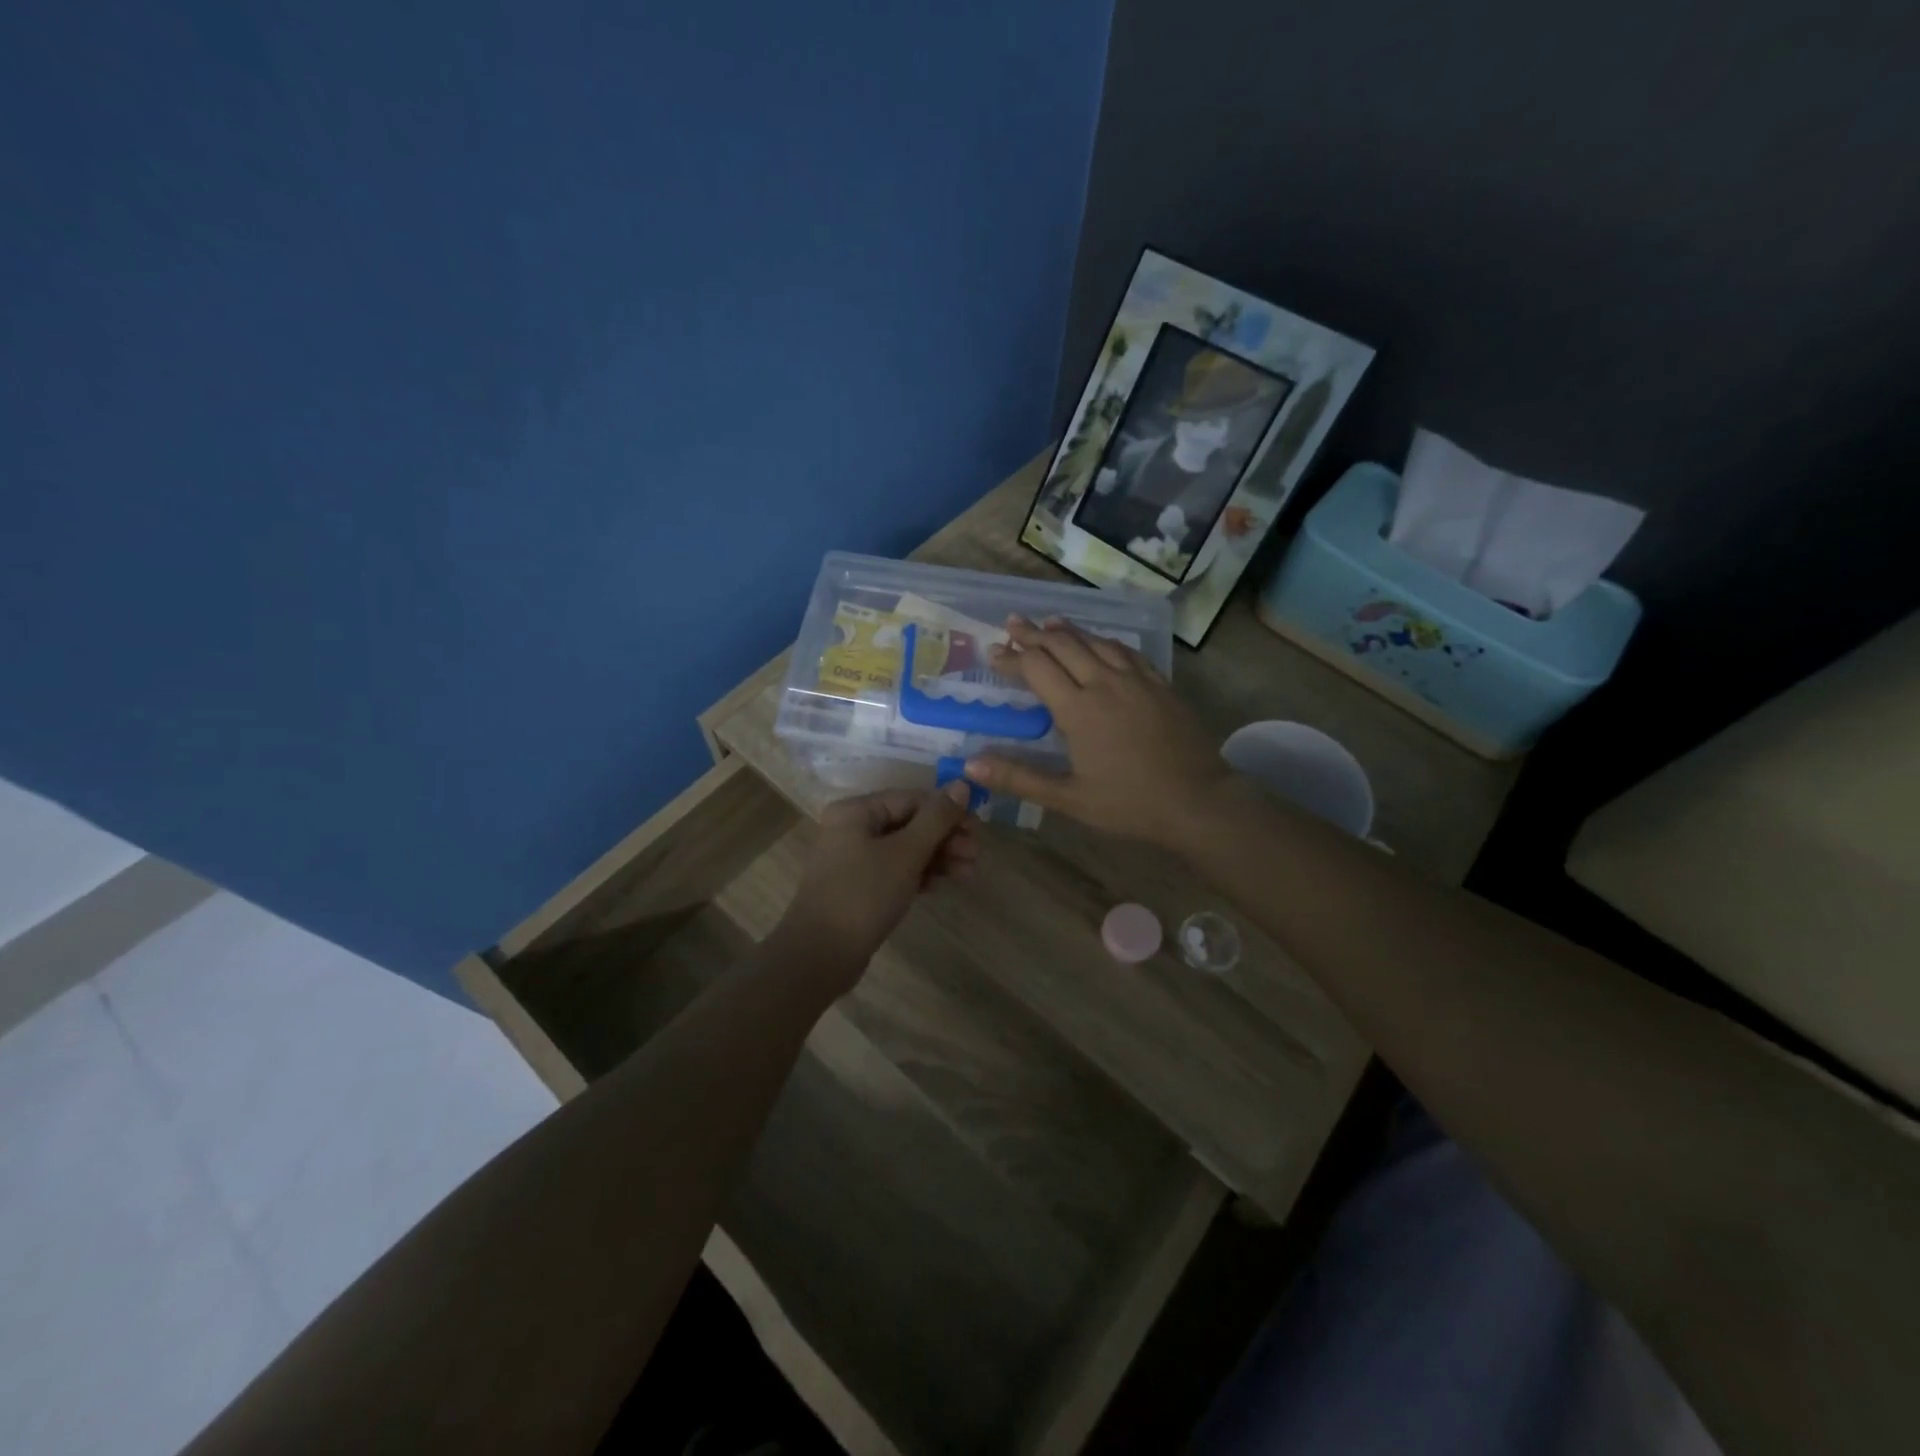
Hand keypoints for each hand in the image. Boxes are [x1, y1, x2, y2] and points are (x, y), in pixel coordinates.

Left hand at [775, 783, 977, 981]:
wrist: (820, 955)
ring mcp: (853, 859)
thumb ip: (937, 818)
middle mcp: (851, 828)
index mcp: (856, 811)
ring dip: (937, 857)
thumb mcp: (906, 852)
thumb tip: (962, 784)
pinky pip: (895, 870)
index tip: (977, 829)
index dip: (947, 811)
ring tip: (968, 873)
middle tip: (976, 854)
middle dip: (945, 837)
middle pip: (909, 823)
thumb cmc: (864, 894)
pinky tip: (940, 885)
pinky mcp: (859, 887)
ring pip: (904, 849)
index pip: (911, 799)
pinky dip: (919, 874)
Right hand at [964, 616, 1236, 850]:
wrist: (1198, 800)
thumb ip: (1019, 778)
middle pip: (1062, 644)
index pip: (1036, 668)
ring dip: (1067, 630)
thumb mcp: (1068, 798)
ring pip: (1094, 641)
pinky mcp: (1159, 683)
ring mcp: (1135, 679)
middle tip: (1012, 624)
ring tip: (1048, 622)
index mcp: (1078, 709)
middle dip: (1033, 633)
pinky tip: (1099, 641)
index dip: (1011, 657)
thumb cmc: (1129, 804)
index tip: (992, 652)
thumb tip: (971, 764)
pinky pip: (1125, 650)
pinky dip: (1103, 640)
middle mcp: (1104, 683)